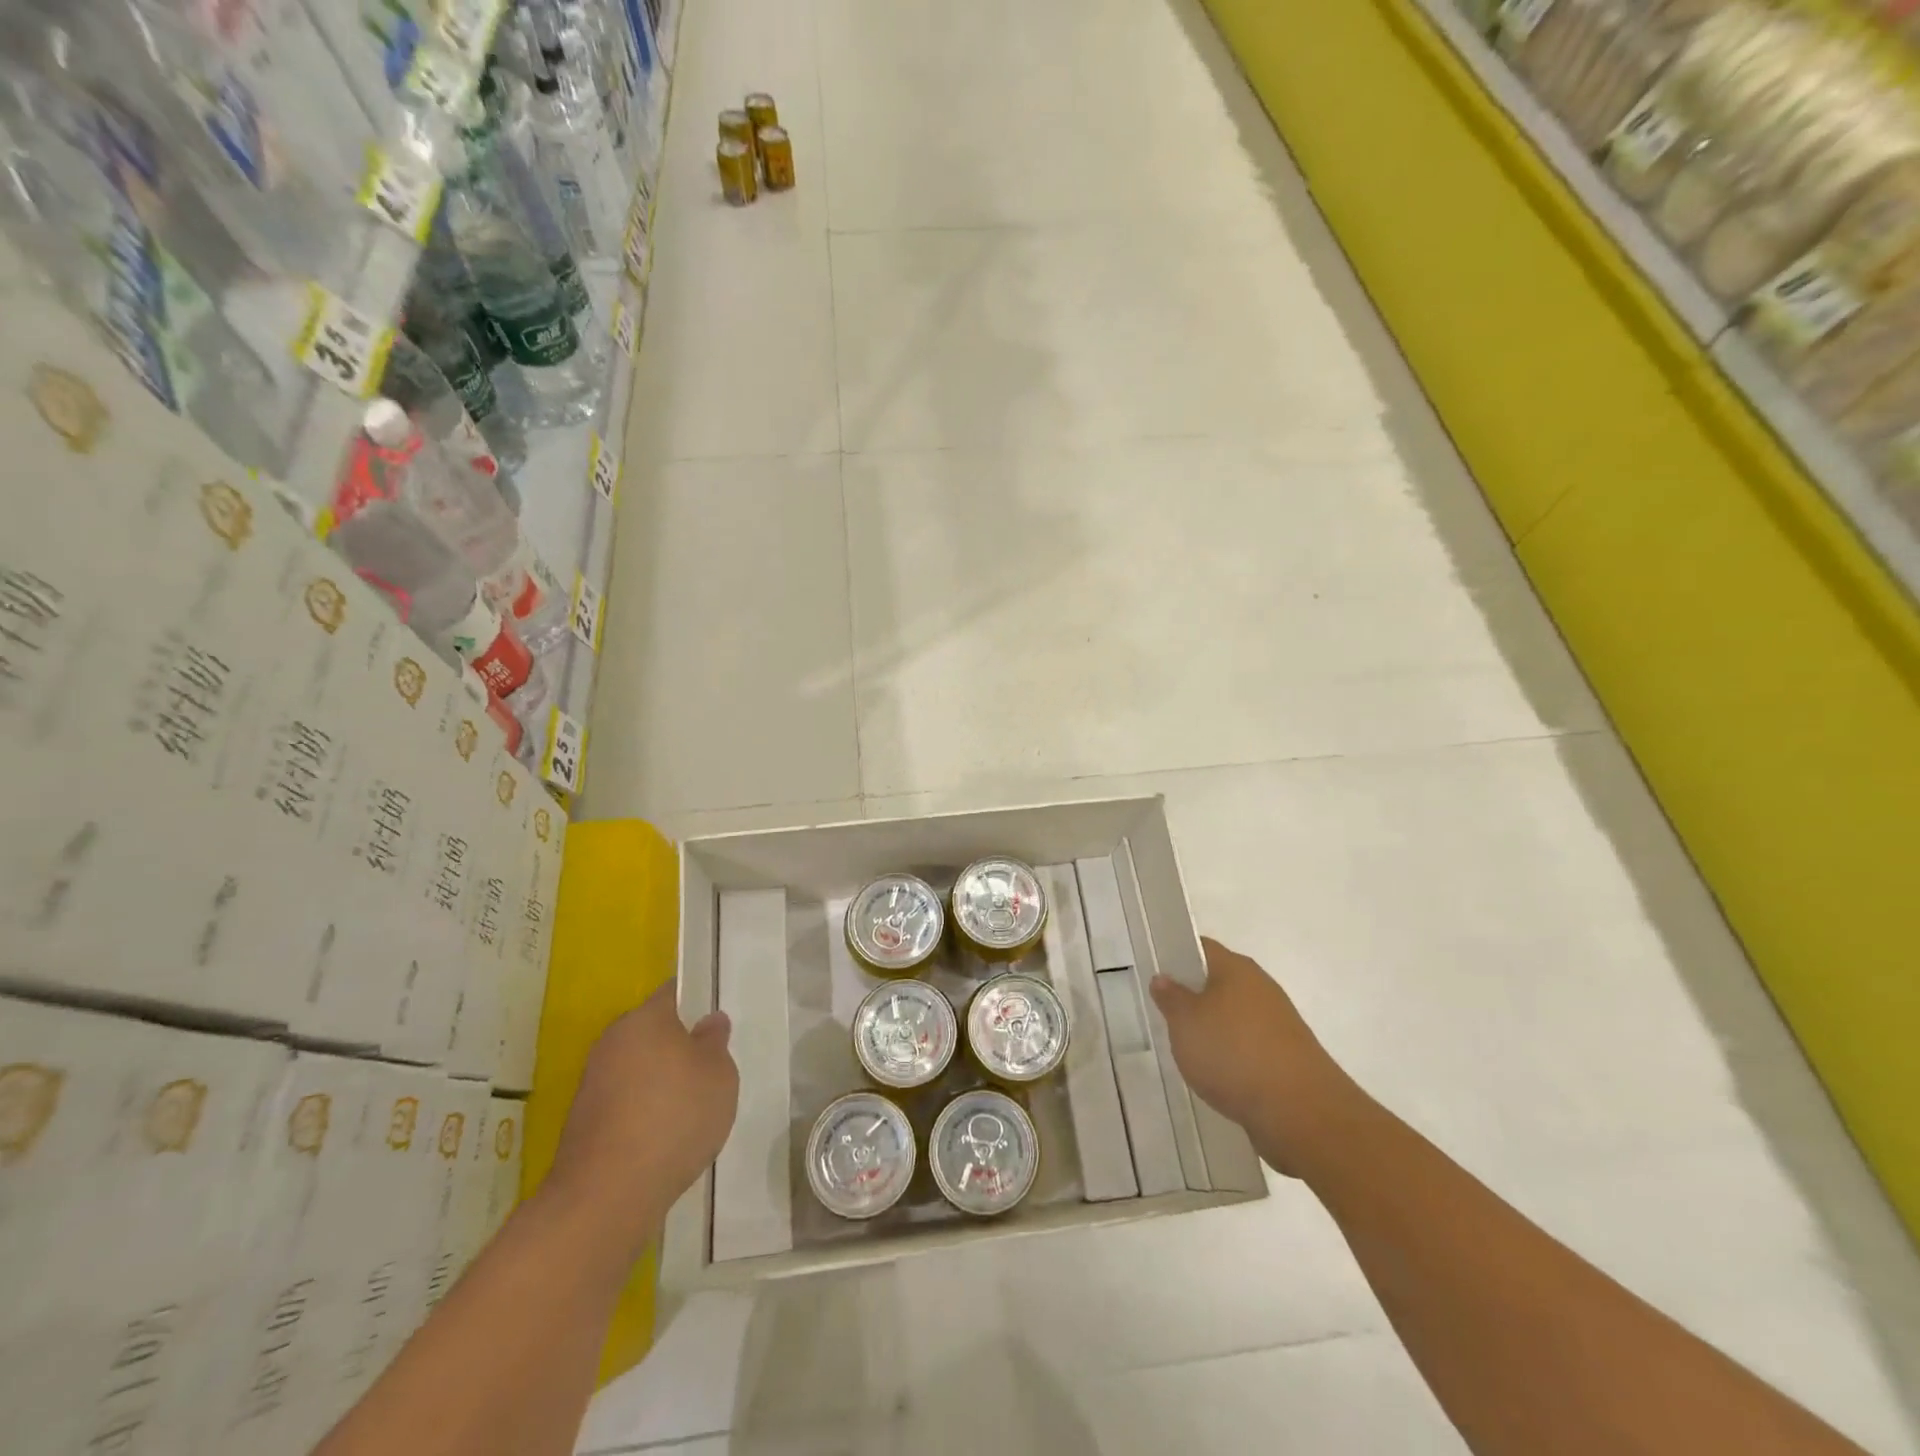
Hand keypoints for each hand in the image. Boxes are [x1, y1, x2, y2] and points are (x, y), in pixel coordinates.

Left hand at [543, 983, 738, 1253]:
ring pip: (638, 1069)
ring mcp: (593, 1084)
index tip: (715, 1021)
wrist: (606, 1196)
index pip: (673, 993)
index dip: (696, 1001)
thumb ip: (715, 1043)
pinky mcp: (584, 1123)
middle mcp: (612, 1042)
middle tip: (710, 1070)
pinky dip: (644, 1113)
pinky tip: (664, 1139)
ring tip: (691, 1111)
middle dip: (679, 1047)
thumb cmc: (674, 1118)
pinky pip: (625, 1103)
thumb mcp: (719, 1075)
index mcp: (644, 1019)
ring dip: (660, 1082)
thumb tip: (708, 1022)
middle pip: (653, 1032)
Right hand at [1150, 937, 1361, 1177]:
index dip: (1176, 955)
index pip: (1200, 948)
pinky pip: (1248, 1045)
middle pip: (1218, 981)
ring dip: (1212, 1028)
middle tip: (1164, 1013)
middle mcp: (1260, 987)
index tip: (1156, 972)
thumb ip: (1171, 997)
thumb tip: (1164, 977)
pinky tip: (1216, 1074)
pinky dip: (1231, 1055)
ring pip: (1233, 1015)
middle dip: (1192, 996)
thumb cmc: (1233, 1053)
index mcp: (1236, 968)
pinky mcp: (1286, 1056)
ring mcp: (1277, 1022)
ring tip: (1187, 1048)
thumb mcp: (1185, 1022)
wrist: (1300, 1112)